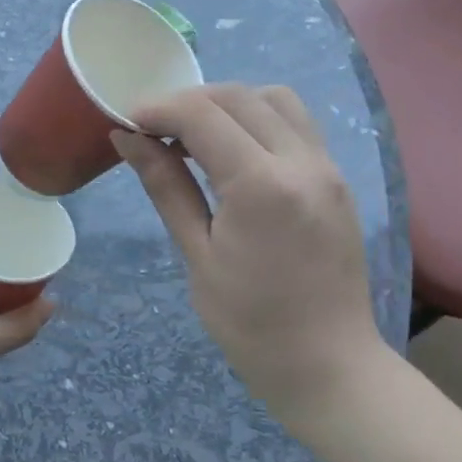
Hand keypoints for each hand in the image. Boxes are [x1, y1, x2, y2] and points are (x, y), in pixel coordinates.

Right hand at [111, 85, 388, 419]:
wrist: (327, 364)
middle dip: (187, 101)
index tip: (125, 121)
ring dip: (227, 104)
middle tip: (151, 129)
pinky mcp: (336, 178)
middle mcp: (303, 162)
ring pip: (274, 99)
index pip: (203, 116)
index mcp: (262, 186)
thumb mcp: (197, 255)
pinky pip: (296, 123)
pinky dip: (257, 119)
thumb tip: (128, 139)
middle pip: (239, 96)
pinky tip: (231, 151)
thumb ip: (166, 187)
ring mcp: (328, 167)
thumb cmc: (249, 322)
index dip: (158, 109)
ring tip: (192, 136)